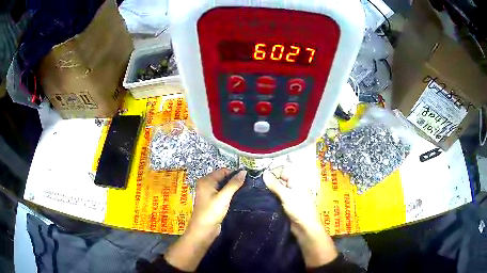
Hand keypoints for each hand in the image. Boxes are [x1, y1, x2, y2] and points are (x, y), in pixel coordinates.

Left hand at [165, 168, 245, 270]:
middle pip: (223, 178)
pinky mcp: (212, 202)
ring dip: (233, 188)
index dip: (234, 173)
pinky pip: (222, 194)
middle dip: (234, 180)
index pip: (223, 171)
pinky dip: (229, 195)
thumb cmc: (211, 212)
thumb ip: (234, 184)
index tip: (248, 177)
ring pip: (223, 187)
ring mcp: (208, 194)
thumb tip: (244, 171)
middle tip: (249, 184)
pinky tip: (239, 197)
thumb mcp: (224, 197)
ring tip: (246, 190)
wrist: (203, 230)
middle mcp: (206, 185)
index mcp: (206, 181)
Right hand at [263, 169, 337, 267]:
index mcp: (297, 181)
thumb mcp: (286, 195)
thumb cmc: (299, 209)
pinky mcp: (286, 205)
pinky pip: (276, 199)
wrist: (305, 228)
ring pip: (276, 191)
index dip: (272, 173)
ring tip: (255, 192)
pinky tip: (260, 200)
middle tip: (254, 184)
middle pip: (279, 181)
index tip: (259, 175)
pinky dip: (270, 199)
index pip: (283, 171)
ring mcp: (289, 197)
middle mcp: (293, 187)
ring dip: (268, 192)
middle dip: (268, 183)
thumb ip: (274, 184)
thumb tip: (264, 172)